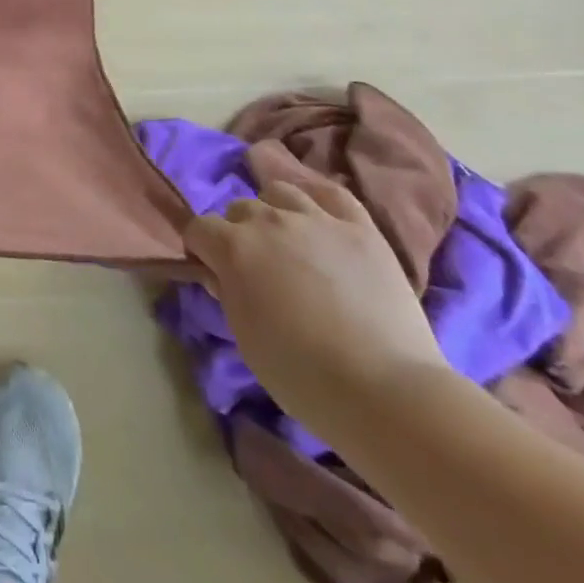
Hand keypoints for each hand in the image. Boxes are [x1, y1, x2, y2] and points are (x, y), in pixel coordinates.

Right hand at [182, 176, 448, 434]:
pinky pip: (331, 193)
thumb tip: (221, 272)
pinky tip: (319, 218)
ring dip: (274, 212)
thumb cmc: (301, 375)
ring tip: (288, 241)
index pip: (199, 229)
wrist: (385, 390)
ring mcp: (316, 219)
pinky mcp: (359, 227)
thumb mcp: (244, 337)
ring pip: (279, 192)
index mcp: (233, 247)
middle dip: (238, 232)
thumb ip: (227, 292)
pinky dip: (318, 200)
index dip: (201, 250)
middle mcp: (268, 221)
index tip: (213, 273)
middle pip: (239, 208)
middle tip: (255, 267)